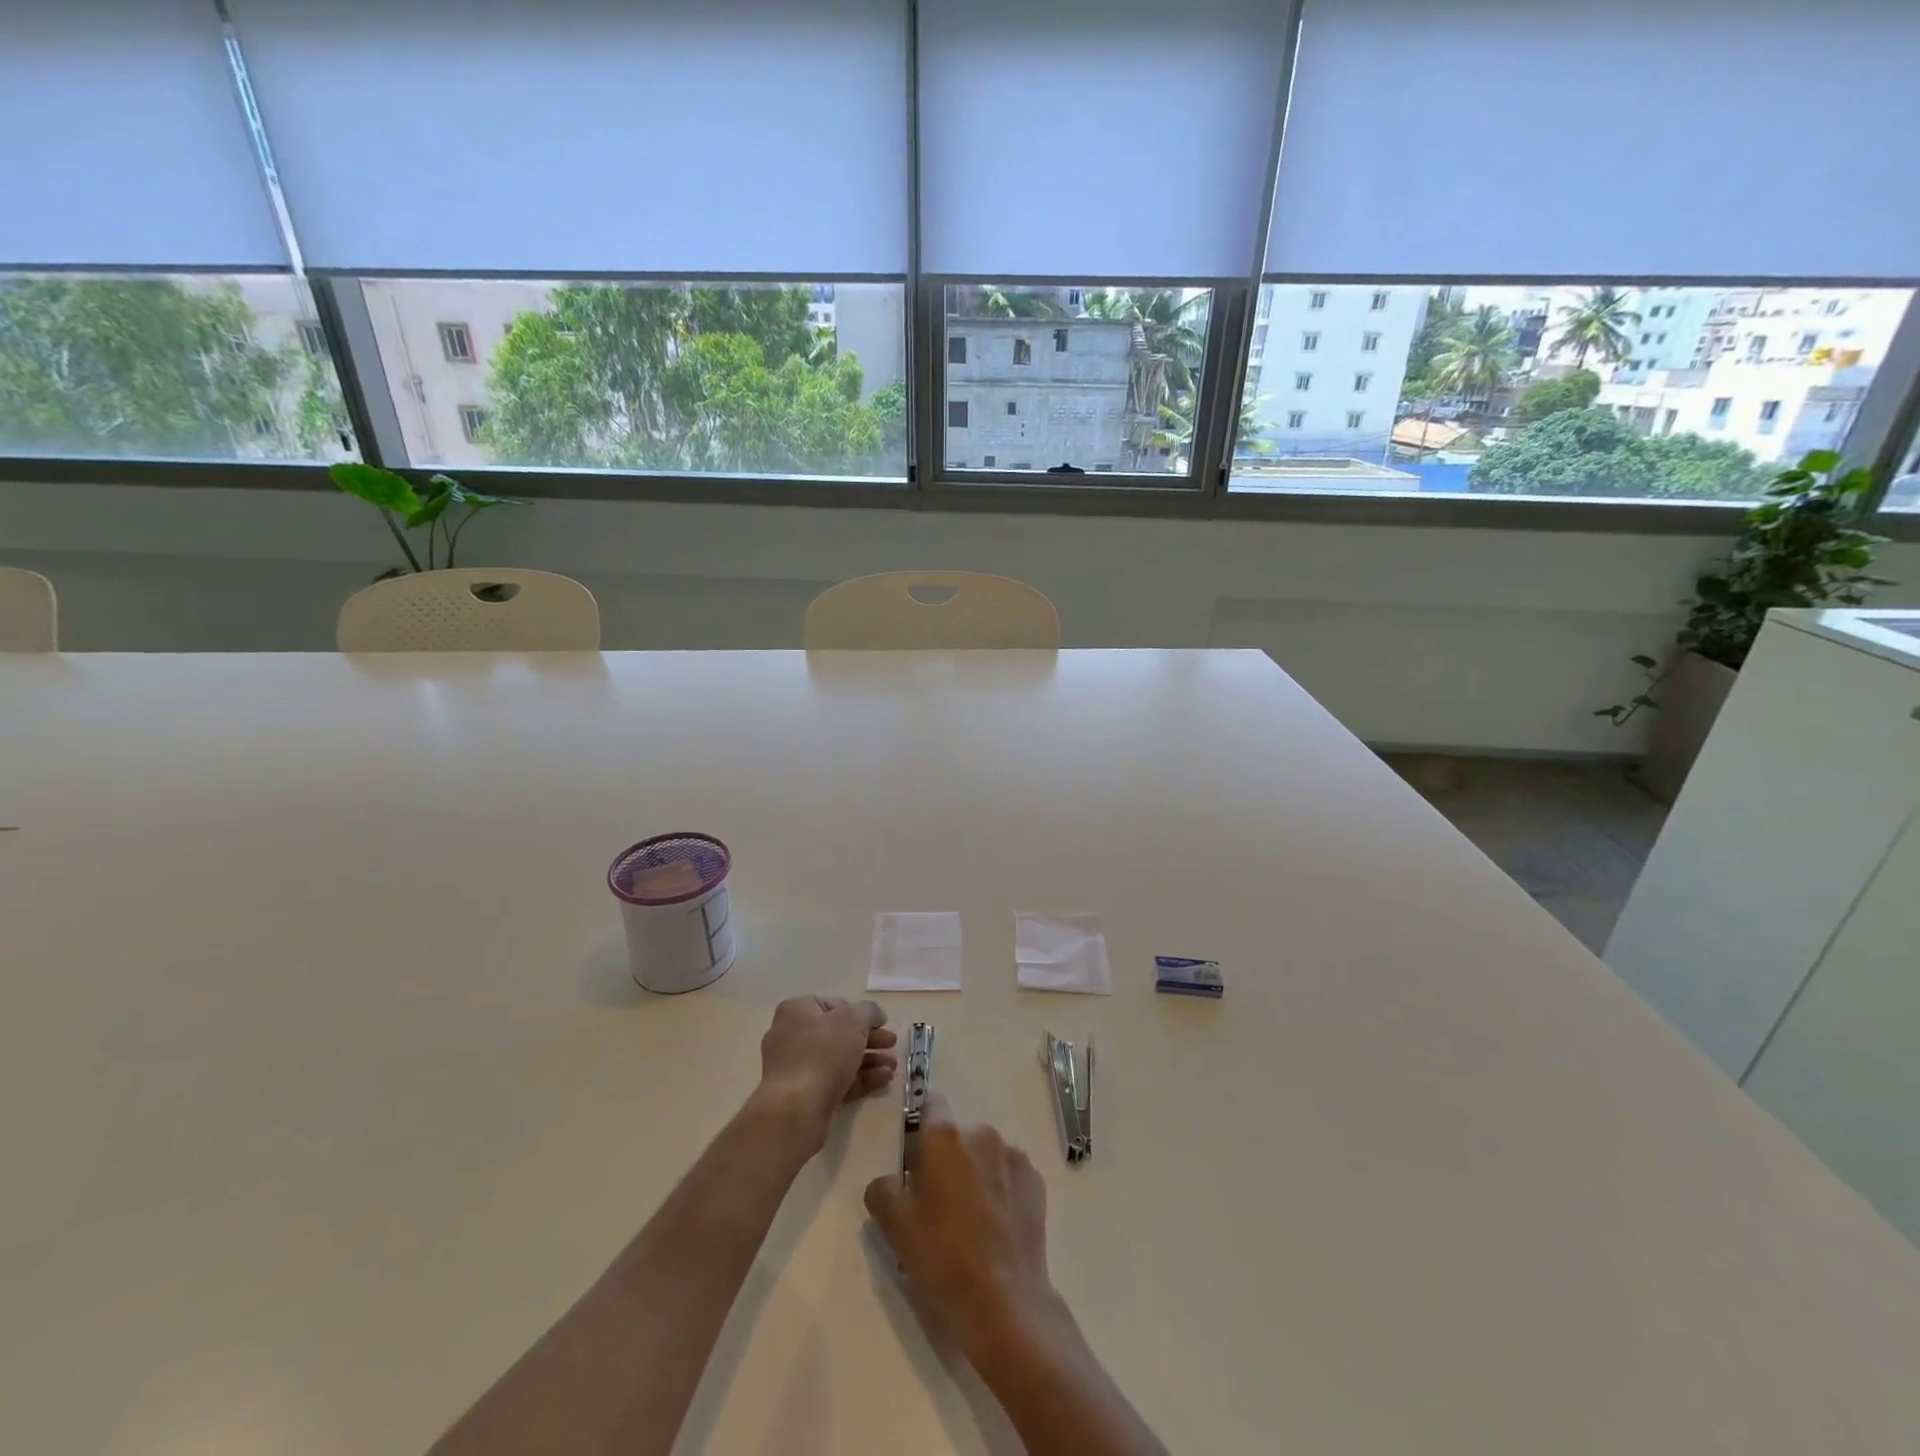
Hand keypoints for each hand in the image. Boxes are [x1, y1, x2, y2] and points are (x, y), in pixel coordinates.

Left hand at [754, 996, 897, 1151]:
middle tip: (892, 1044)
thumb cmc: (822, 1053)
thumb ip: (868, 1011)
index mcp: (798, 1011)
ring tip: (893, 1067)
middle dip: (870, 1039)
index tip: (882, 1023)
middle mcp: (792, 1036)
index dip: (861, 1012)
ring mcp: (797, 1068)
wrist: (794, 1110)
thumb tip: (875, 1015)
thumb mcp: (852, 1020)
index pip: (835, 1004)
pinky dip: (860, 1079)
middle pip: (839, 1033)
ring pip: (839, 1060)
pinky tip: (884, 1081)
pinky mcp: (804, 1096)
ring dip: (869, 1060)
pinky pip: (836, 1082)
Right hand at [863, 1092, 1055, 1355]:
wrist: (1005, 1299)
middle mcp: (981, 1134)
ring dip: (976, 1172)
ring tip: (971, 1218)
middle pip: (958, 1135)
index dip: (922, 1123)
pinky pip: (1010, 1174)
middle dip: (948, 1158)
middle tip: (939, 1201)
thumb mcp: (896, 1227)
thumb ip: (883, 1191)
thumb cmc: (943, 1257)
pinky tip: (996, 1226)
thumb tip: (887, 1182)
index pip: (931, 1104)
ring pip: (985, 1154)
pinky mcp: (1036, 1180)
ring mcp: (1013, 1155)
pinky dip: (1002, 1188)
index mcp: (945, 1138)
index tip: (917, 1153)